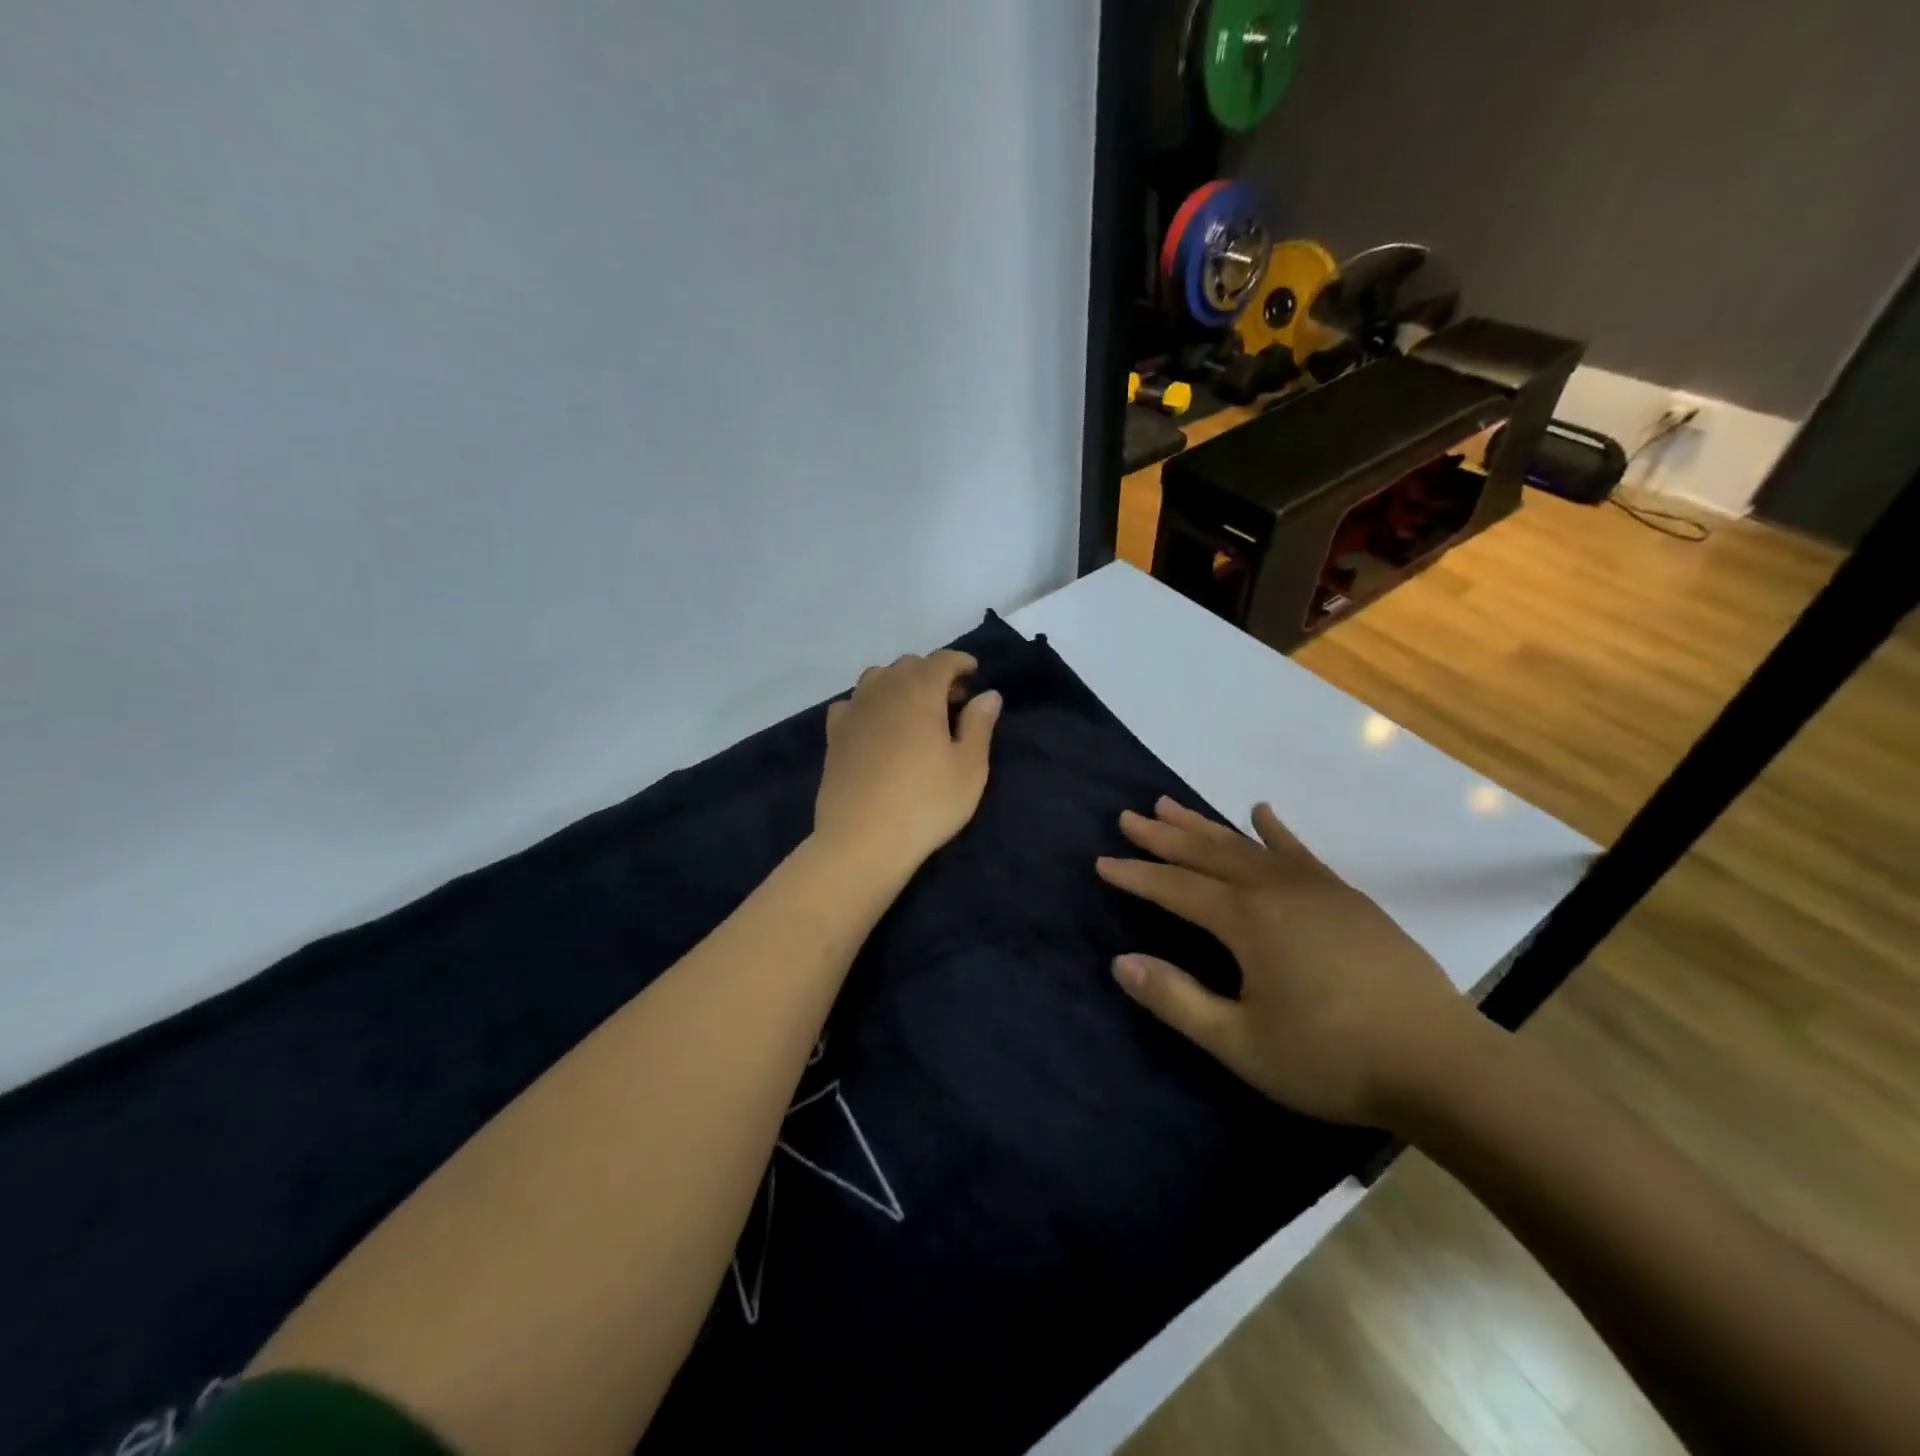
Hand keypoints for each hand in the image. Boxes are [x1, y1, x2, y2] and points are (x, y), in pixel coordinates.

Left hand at [815, 651, 1001, 871]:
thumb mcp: (969, 768)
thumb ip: (979, 725)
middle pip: (908, 665)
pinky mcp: (833, 735)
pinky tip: (877, 726)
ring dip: (899, 683)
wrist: (862, 840)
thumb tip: (988, 695)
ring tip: (914, 710)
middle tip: (952, 700)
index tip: (974, 674)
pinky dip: (869, 704)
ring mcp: (853, 711)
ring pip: (877, 678)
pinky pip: (852, 703)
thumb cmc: (926, 803)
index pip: (942, 660)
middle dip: (932, 673)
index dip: (961, 662)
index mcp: (919, 691)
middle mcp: (883, 691)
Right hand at [1095, 797, 1491, 1127]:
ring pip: (1246, 846)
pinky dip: (1274, 830)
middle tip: (1128, 817)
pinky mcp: (1347, 898)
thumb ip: (1178, 1000)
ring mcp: (1316, 889)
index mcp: (1248, 922)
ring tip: (1170, 804)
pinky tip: (1260, 811)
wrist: (1442, 1066)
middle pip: (1207, 854)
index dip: (1137, 876)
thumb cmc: (1332, 1059)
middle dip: (1163, 836)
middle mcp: (1276, 890)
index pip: (1177, 889)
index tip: (1102, 862)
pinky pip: (1299, 851)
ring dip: (1205, 825)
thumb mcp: (1242, 1044)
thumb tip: (1121, 962)